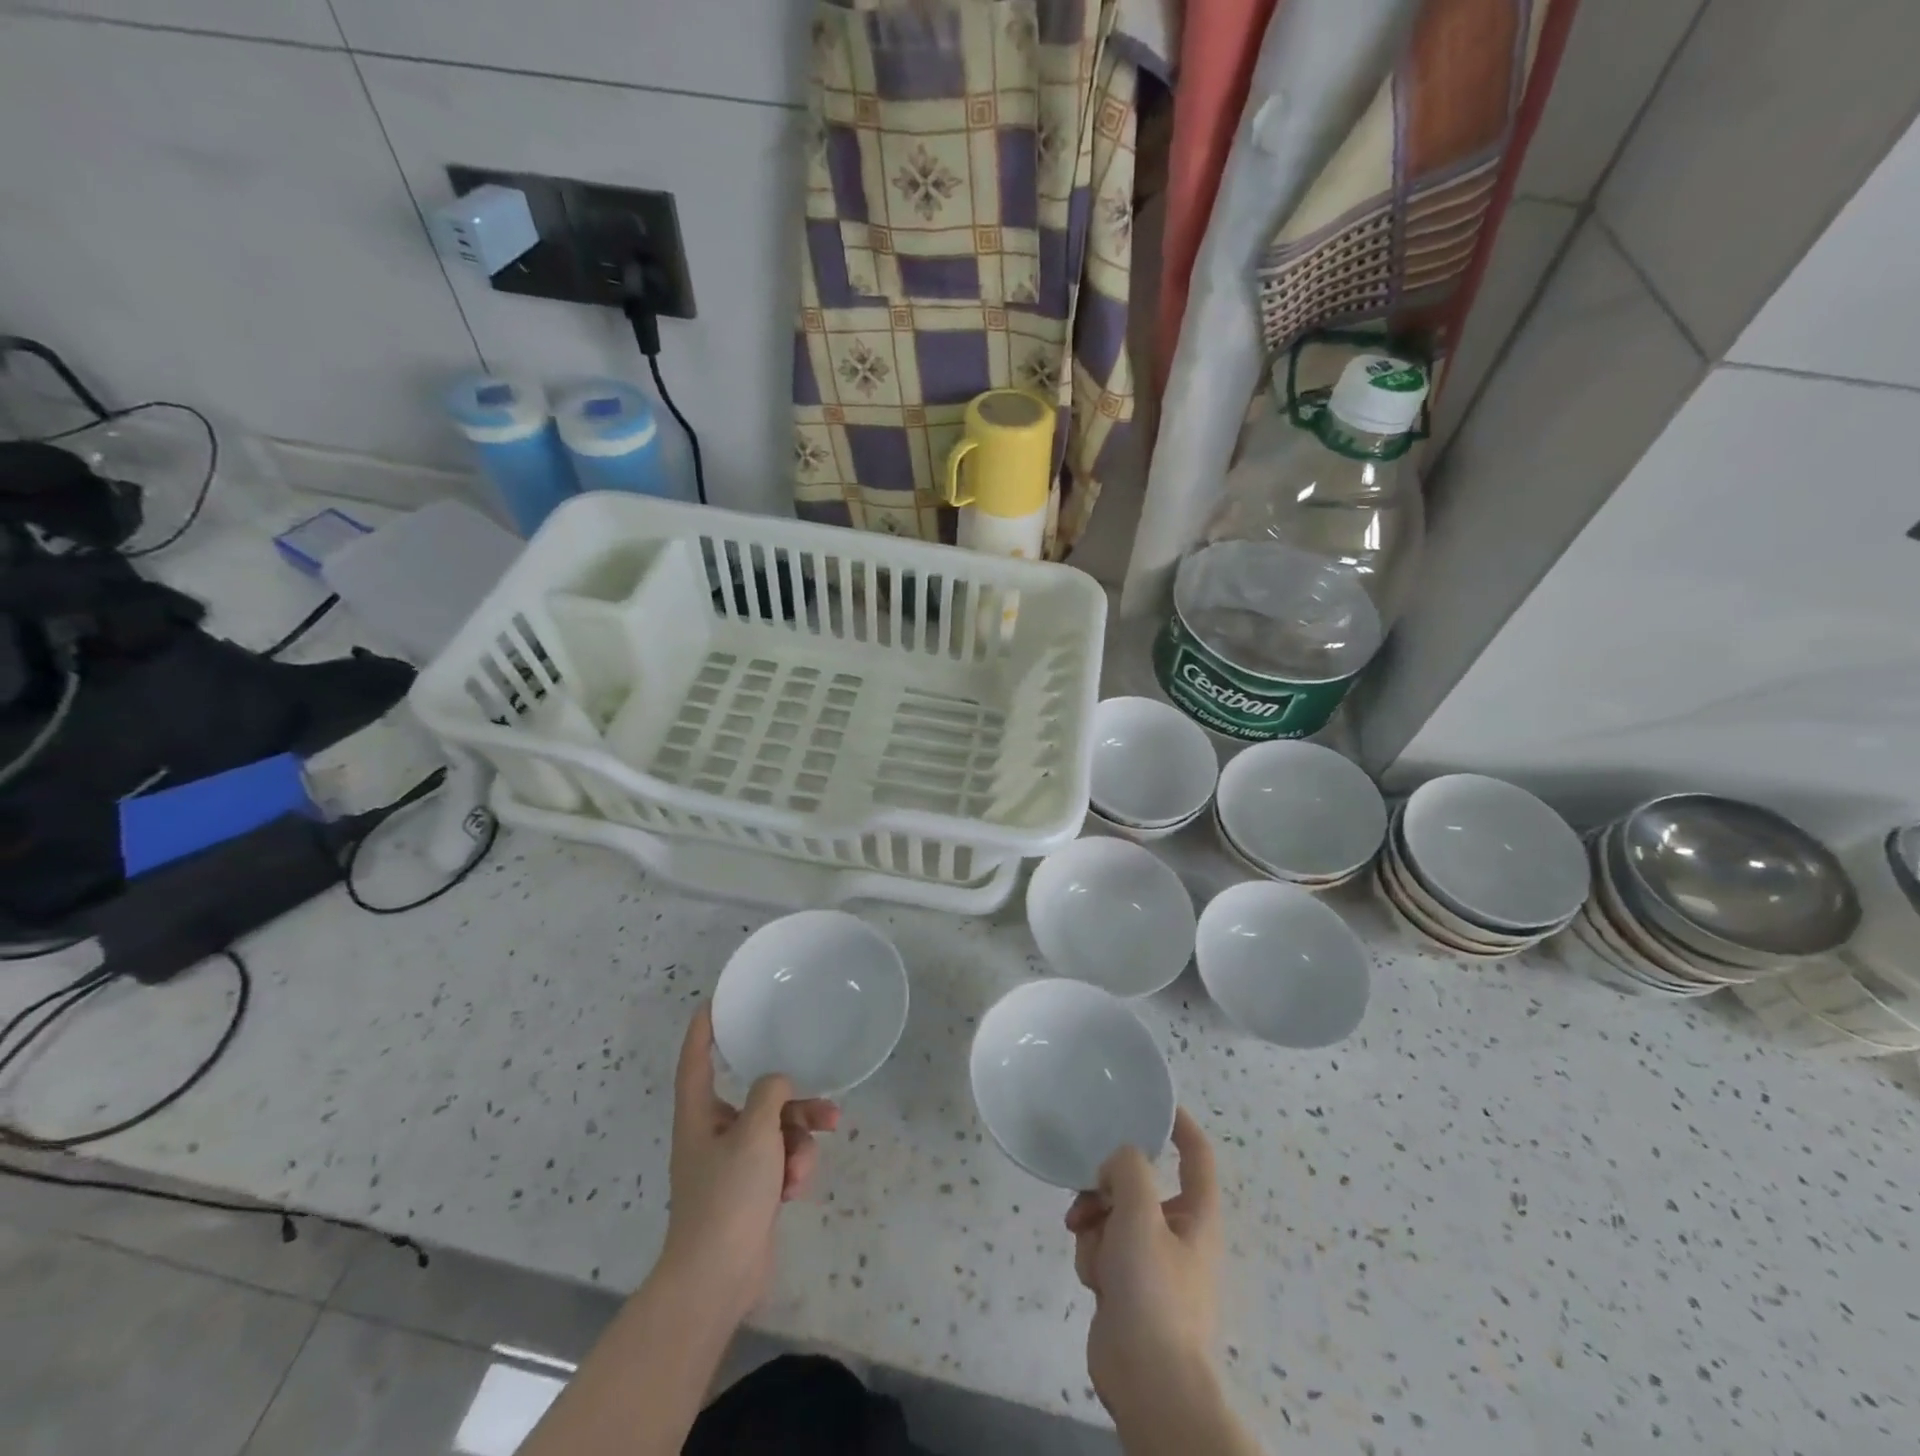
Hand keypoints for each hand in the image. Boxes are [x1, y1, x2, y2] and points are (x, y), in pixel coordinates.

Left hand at [660, 1004, 838, 1321]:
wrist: (717, 1279)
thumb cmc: (727, 1197)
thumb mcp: (754, 1133)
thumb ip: (770, 1095)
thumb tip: (777, 1084)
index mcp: (699, 1116)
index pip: (696, 1060)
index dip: (703, 1030)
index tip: (715, 1002)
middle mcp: (713, 1134)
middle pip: (757, 1100)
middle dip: (794, 1105)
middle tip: (827, 1108)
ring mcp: (732, 1165)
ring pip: (777, 1131)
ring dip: (799, 1144)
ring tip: (805, 1167)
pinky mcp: (750, 1191)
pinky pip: (780, 1161)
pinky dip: (792, 1170)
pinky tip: (794, 1191)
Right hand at [1065, 1107, 1221, 1416]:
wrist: (1148, 1382)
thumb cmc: (1154, 1291)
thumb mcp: (1141, 1215)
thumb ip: (1128, 1169)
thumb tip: (1116, 1163)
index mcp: (1196, 1213)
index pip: (1196, 1153)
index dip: (1179, 1122)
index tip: (1151, 1101)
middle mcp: (1177, 1231)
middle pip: (1138, 1182)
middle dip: (1108, 1187)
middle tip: (1090, 1193)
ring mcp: (1150, 1259)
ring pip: (1112, 1214)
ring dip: (1094, 1224)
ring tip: (1090, 1248)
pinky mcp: (1127, 1284)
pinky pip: (1103, 1247)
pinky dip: (1093, 1255)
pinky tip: (1094, 1280)